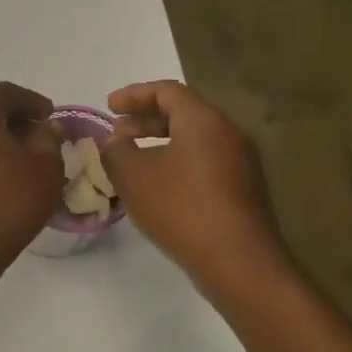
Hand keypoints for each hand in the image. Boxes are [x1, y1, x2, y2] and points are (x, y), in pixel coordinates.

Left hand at [0, 82, 64, 268]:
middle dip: (14, 122)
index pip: (4, 93)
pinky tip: (1, 182)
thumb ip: (49, 140)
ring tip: (22, 163)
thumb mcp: (46, 168)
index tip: (49, 116)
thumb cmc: (8, 202)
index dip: (31, 100)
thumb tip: (45, 129)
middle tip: (38, 138)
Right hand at [101, 80, 287, 282]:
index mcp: (203, 120)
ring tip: (132, 161)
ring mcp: (241, 162)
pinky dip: (177, 163)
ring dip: (160, 144)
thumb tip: (114, 143)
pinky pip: (204, 163)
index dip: (133, 94)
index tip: (108, 106)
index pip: (167, 91)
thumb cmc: (180, 207)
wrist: (237, 260)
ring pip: (194, 140)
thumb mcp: (132, 176)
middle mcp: (228, 133)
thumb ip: (115, 152)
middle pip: (183, 113)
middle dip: (145, 120)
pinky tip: (157, 187)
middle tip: (116, 133)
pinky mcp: (243, 189)